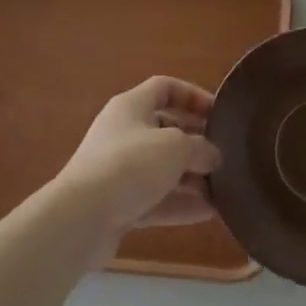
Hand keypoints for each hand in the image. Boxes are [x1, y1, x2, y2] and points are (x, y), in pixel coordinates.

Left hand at [56, 77, 221, 239]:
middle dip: (195, 142)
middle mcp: (124, 133)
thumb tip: (213, 155)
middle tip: (224, 154)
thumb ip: (200, 147)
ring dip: (191, 177)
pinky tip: (209, 213)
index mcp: (131, 106)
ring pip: (162, 168)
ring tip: (223, 188)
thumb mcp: (175, 147)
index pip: (164, 88)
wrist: (81, 218)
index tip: (217, 113)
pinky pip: (156, 199)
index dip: (192, 96)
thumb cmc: (130, 164)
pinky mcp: (118, 204)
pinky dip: (180, 204)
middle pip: (165, 129)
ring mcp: (119, 170)